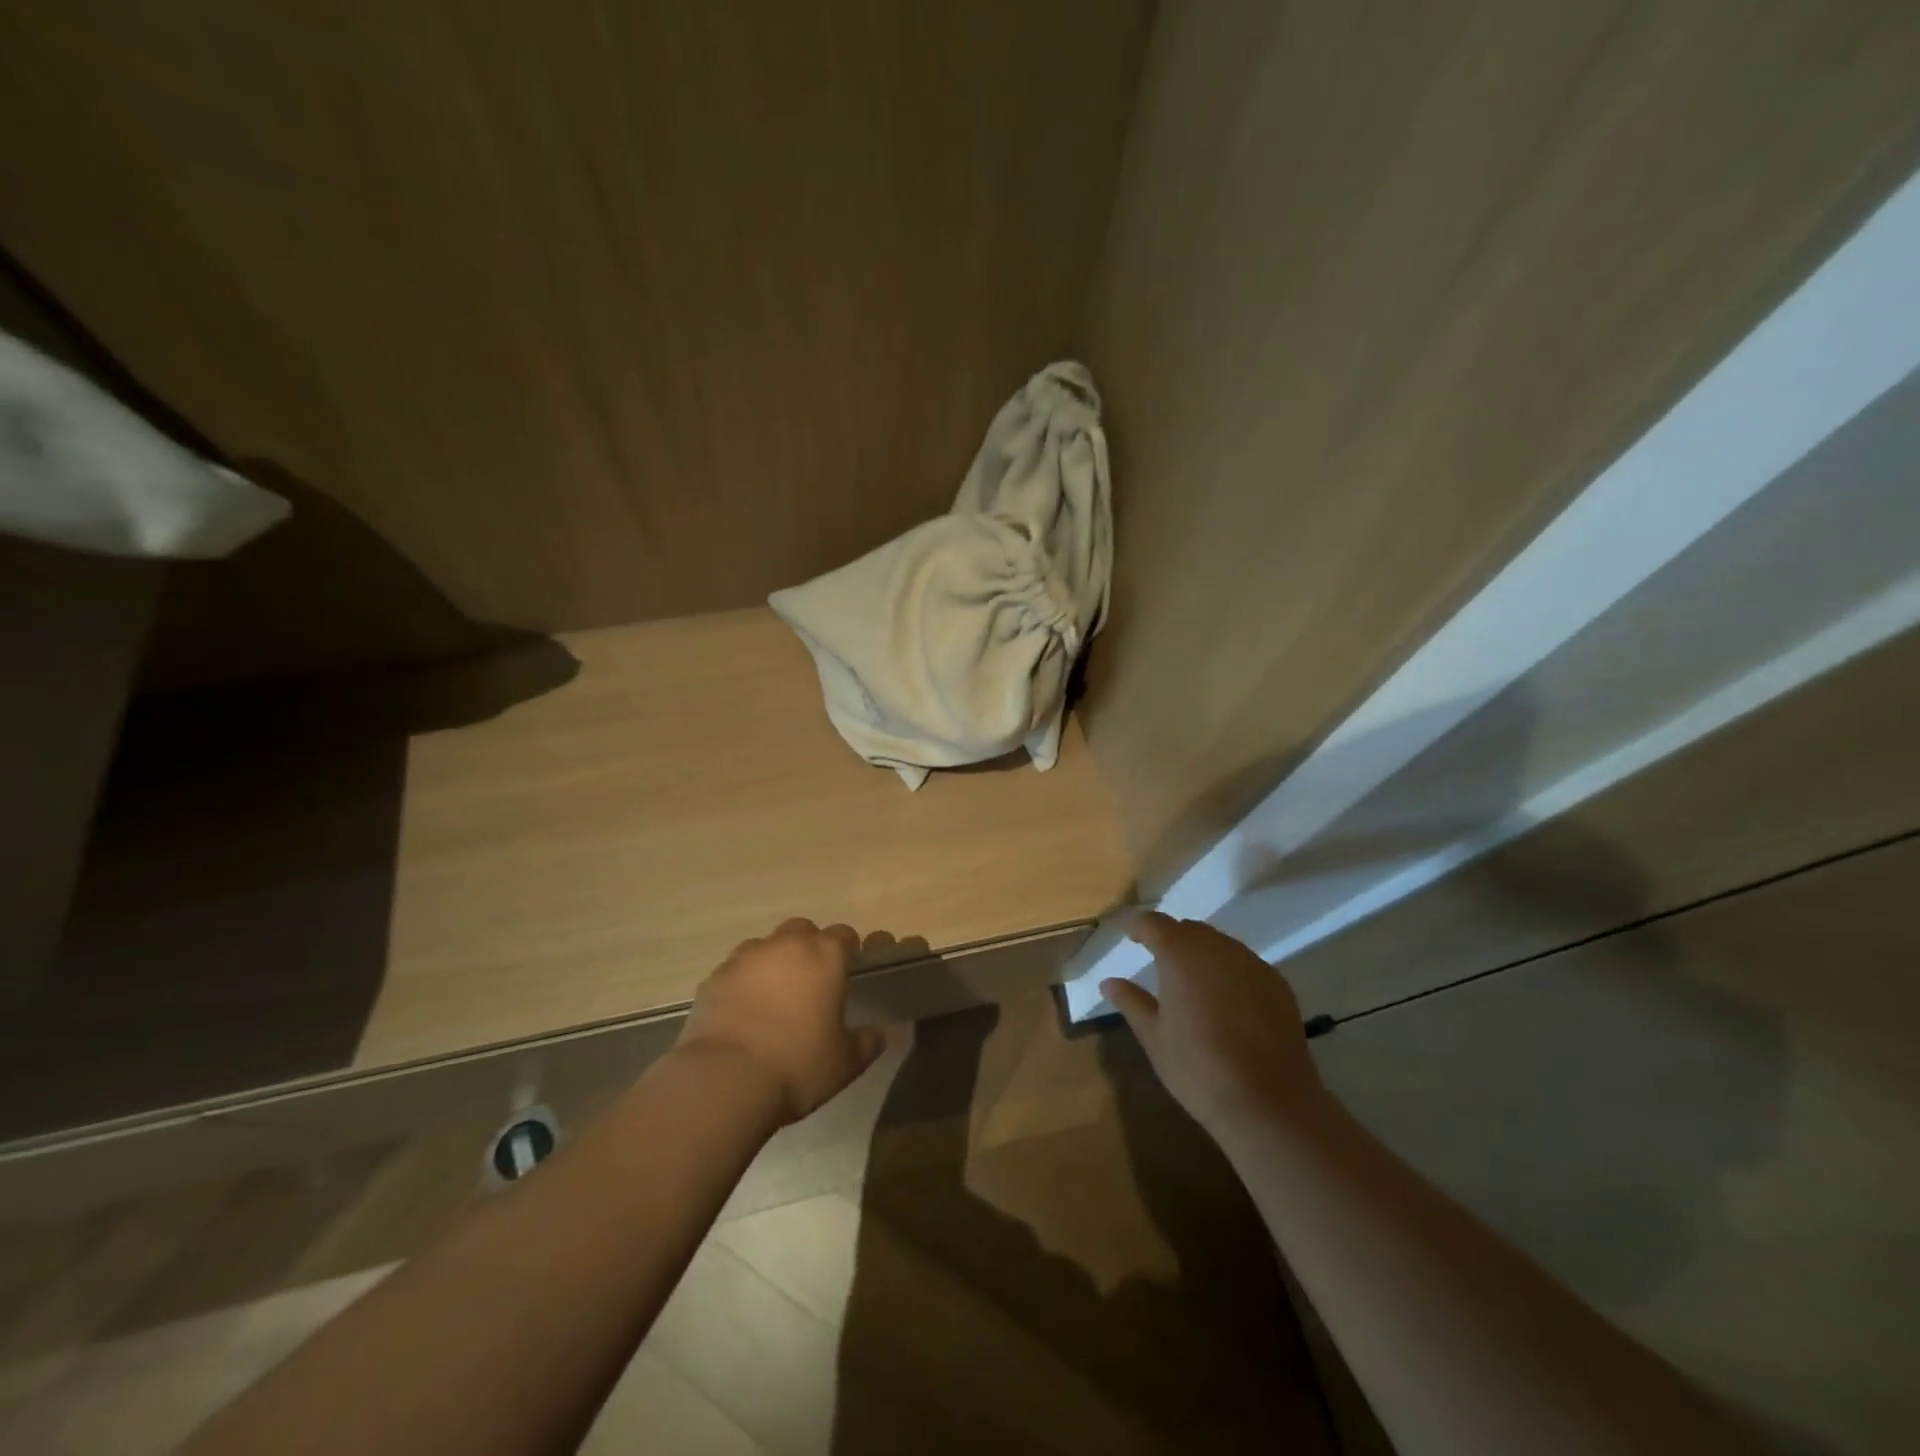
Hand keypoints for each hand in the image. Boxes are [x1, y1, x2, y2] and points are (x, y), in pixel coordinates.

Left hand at [676, 918, 886, 1123]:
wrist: (726, 1079)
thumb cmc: (798, 1065)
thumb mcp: (845, 1062)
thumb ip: (865, 1043)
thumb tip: (878, 1035)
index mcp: (825, 956)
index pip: (844, 935)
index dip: (848, 948)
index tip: (848, 966)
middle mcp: (786, 945)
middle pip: (802, 929)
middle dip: (808, 947)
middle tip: (810, 979)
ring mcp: (745, 958)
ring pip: (765, 946)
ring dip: (773, 961)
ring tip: (773, 995)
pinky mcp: (714, 977)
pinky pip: (735, 970)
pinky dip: (742, 982)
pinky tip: (743, 1011)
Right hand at [1102, 912, 1325, 1134]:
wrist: (1270, 1105)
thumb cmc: (1199, 1070)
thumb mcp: (1155, 1038)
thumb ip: (1131, 1002)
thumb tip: (1109, 982)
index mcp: (1181, 956)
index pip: (1153, 923)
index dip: (1135, 923)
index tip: (1123, 928)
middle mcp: (1218, 949)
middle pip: (1188, 929)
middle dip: (1168, 936)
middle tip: (1153, 954)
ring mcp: (1252, 965)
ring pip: (1219, 943)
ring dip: (1199, 951)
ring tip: (1188, 978)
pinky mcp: (1277, 985)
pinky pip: (1244, 963)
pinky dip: (1226, 969)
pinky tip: (1224, 998)